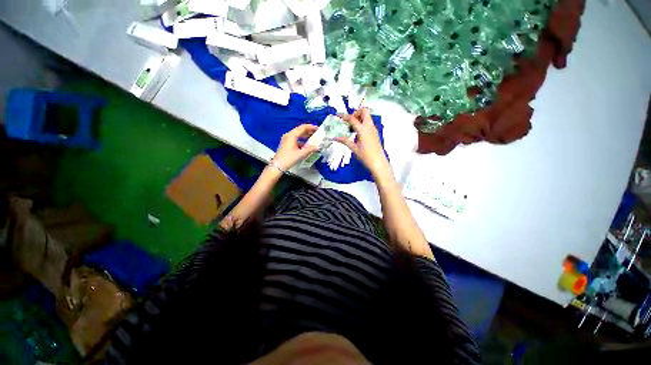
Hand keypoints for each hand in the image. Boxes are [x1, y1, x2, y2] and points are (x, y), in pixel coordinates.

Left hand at [272, 124, 318, 170]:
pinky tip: (306, 145)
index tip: (317, 128)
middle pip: (300, 130)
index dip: (311, 127)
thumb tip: (317, 147)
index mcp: (291, 135)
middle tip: (316, 133)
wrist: (278, 165)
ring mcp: (286, 139)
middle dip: (308, 131)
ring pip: (297, 135)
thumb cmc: (288, 159)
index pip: (302, 128)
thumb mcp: (300, 154)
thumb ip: (310, 149)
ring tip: (313, 139)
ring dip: (305, 136)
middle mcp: (288, 135)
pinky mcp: (286, 144)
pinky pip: (295, 139)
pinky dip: (301, 141)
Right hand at [337, 108, 389, 176]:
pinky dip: (363, 123)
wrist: (378, 162)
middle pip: (364, 111)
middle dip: (356, 113)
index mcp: (363, 129)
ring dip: (359, 118)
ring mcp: (373, 129)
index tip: (337, 114)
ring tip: (352, 128)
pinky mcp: (375, 133)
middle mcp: (369, 126)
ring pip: (367, 116)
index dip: (344, 115)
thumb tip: (335, 137)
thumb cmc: (365, 156)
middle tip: (349, 121)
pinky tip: (358, 133)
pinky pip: (369, 123)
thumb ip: (345, 141)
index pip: (352, 118)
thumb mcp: (353, 148)